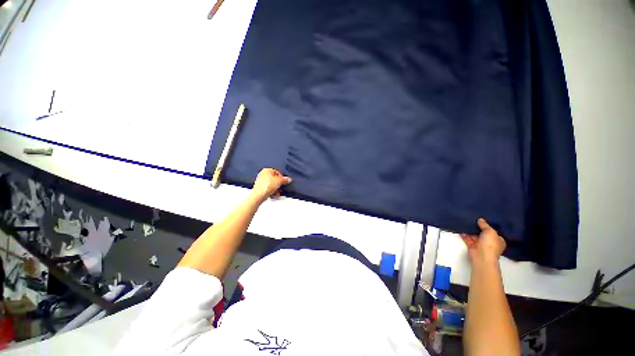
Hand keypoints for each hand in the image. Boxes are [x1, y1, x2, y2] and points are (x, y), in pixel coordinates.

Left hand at [251, 168, 291, 201]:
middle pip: (274, 179)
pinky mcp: (259, 187)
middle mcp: (262, 174)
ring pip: (271, 184)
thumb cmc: (268, 185)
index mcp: (267, 170)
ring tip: (277, 193)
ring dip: (276, 189)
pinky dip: (271, 191)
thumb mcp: (279, 181)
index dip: (281, 177)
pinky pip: (267, 188)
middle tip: (281, 188)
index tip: (284, 182)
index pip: (277, 172)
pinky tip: (274, 195)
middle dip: (278, 184)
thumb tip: (289, 179)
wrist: (259, 195)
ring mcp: (260, 181)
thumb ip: (285, 180)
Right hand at [460, 218, 505, 264]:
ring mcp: (480, 244)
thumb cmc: (490, 244)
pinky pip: (467, 238)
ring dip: (470, 230)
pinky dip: (464, 234)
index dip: (489, 226)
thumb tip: (480, 219)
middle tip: (472, 218)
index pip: (494, 232)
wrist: (481, 256)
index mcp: (498, 240)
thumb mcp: (490, 232)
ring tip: (465, 221)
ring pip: (474, 235)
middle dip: (478, 227)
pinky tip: (461, 228)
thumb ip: (484, 225)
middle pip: (483, 233)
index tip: (483, 219)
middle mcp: (490, 242)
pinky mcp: (471, 246)